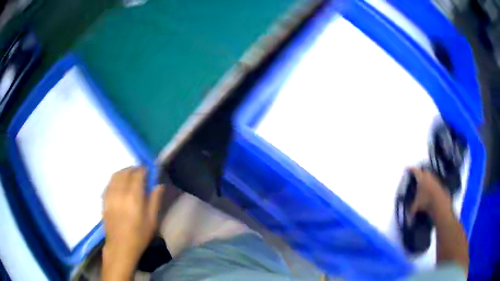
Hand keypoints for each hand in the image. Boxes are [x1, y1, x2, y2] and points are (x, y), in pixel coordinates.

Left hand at [102, 167, 163, 279]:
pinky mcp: (104, 200)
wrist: (120, 246)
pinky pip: (109, 183)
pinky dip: (115, 179)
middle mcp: (120, 193)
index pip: (137, 175)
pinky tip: (119, 183)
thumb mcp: (152, 221)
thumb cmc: (139, 235)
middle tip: (140, 172)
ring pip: (115, 175)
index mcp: (133, 198)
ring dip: (123, 172)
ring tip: (129, 175)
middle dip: (133, 169)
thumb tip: (159, 185)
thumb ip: (155, 200)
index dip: (143, 170)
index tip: (148, 170)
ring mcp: (110, 195)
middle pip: (125, 172)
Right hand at [408, 167, 452, 220]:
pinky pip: (434, 182)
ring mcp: (435, 179)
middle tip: (418, 177)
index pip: (415, 171)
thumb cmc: (426, 201)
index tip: (408, 168)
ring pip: (430, 176)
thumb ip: (411, 210)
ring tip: (424, 184)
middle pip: (424, 171)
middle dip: (421, 173)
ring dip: (427, 178)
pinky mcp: (440, 184)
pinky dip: (432, 184)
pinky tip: (430, 190)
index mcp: (421, 179)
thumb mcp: (416, 206)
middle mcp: (428, 176)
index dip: (411, 169)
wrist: (440, 202)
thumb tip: (408, 220)